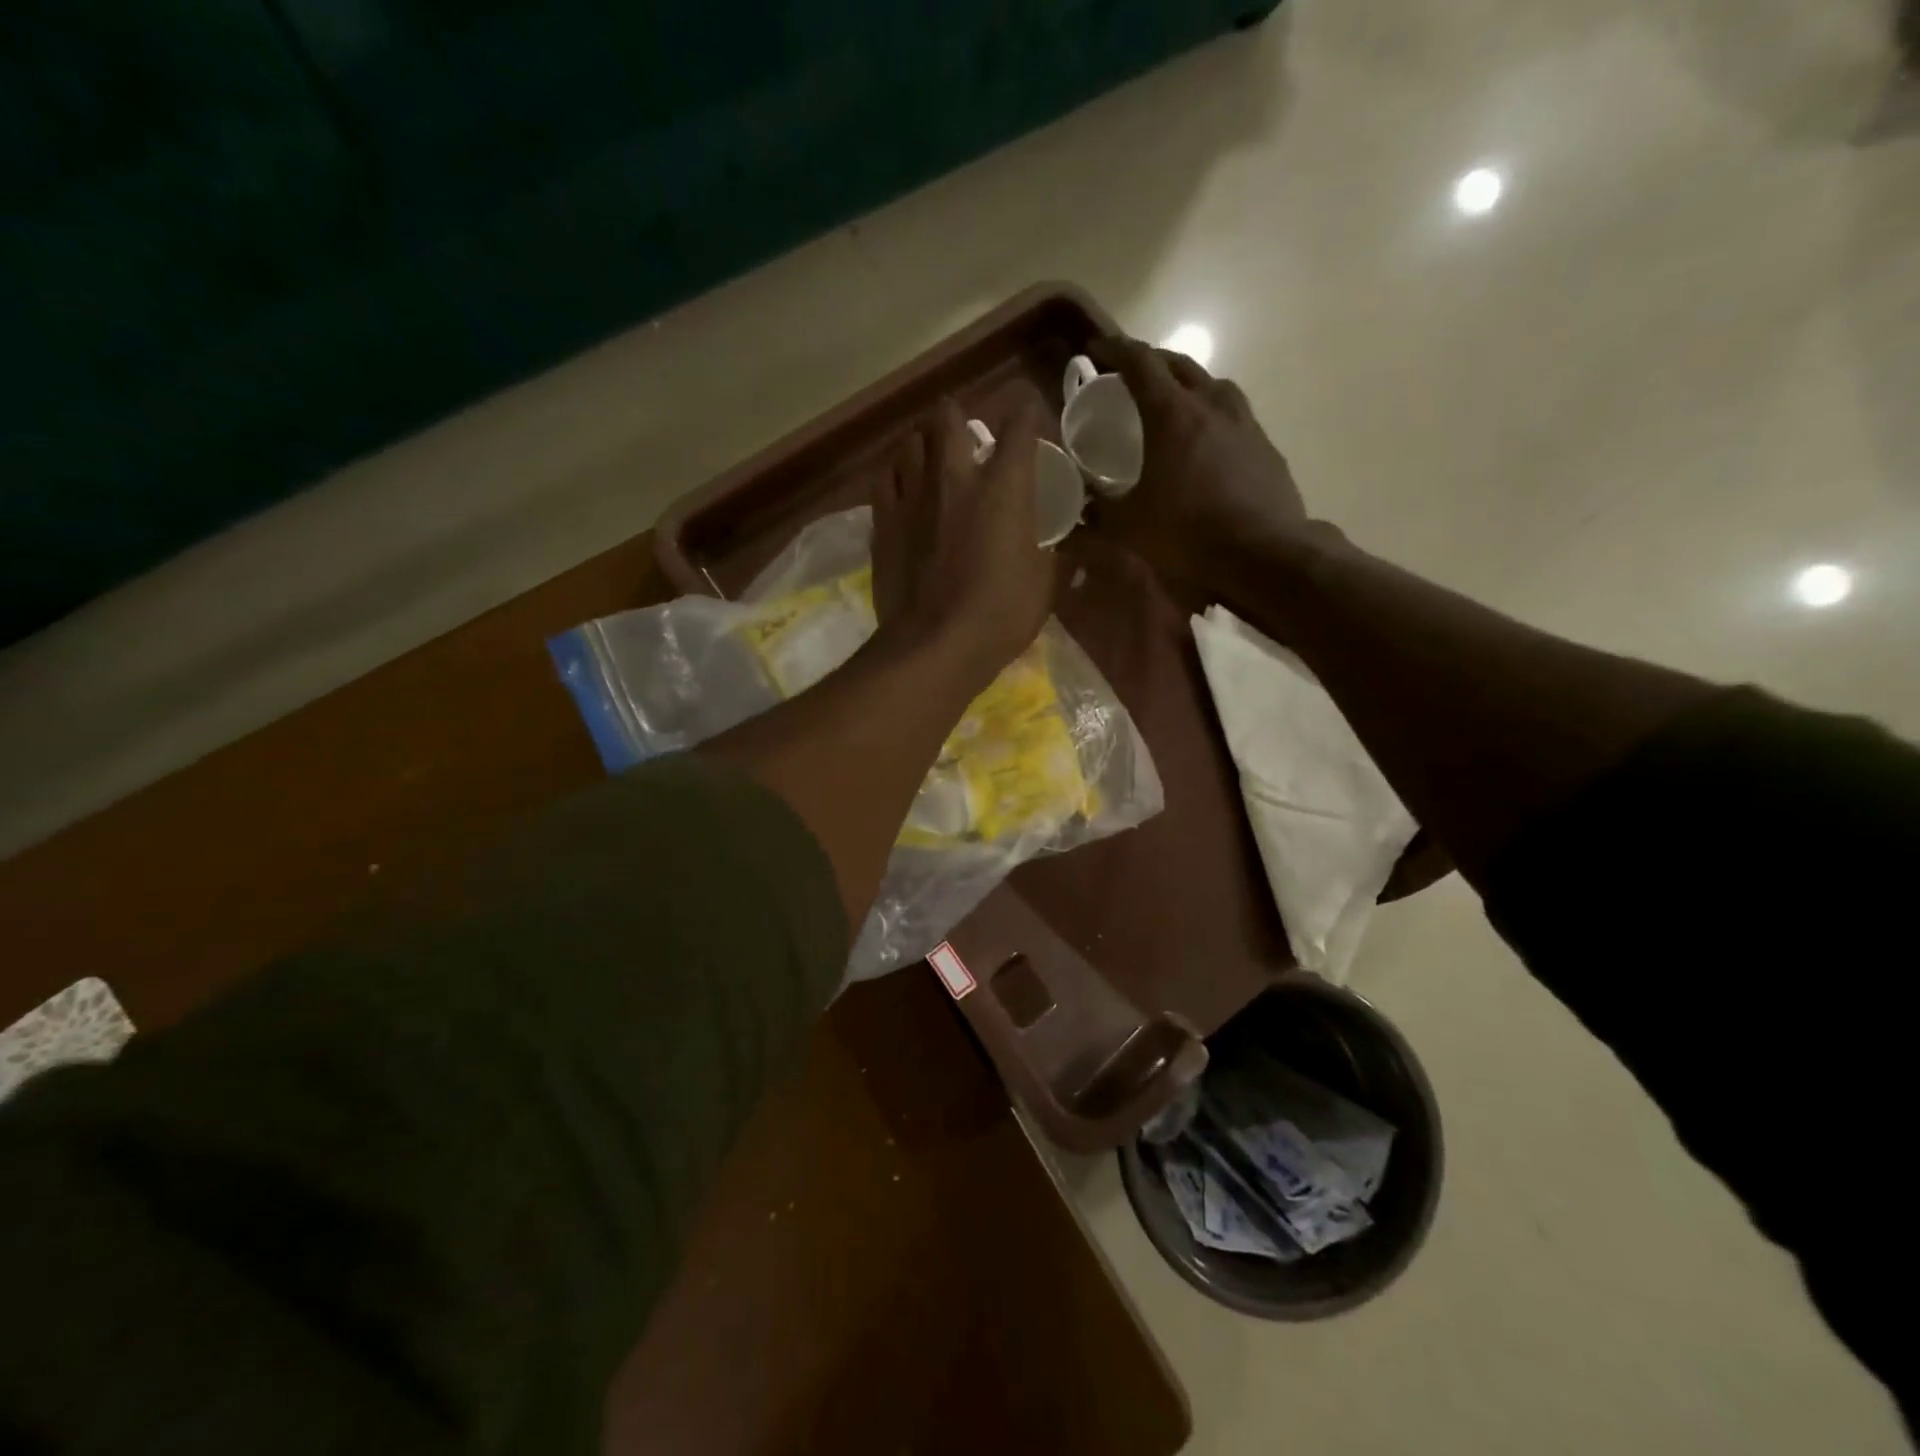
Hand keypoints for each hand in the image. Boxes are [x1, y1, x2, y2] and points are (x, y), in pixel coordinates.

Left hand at [871, 396, 1054, 680]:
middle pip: (948, 418)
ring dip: (923, 442)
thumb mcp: (1045, 589)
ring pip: (910, 442)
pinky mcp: (883, 522)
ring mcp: (913, 496)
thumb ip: (1056, 561)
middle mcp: (954, 477)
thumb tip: (1067, 556)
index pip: (1019, 426)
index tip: (1030, 416)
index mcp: (1004, 487)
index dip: (1027, 413)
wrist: (934, 645)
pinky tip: (902, 488)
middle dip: (958, 416)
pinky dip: (896, 475)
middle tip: (965, 433)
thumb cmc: (1000, 615)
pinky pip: (884, 479)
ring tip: (930, 456)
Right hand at [1084, 335, 1307, 599]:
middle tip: (1128, 374)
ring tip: (1171, 402)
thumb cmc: (1188, 533)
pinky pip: (1233, 414)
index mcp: (1172, 414)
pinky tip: (1206, 441)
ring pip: (1211, 385)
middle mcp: (1211, 405)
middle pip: (1178, 365)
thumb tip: (1077, 510)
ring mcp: (1244, 423)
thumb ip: (1098, 513)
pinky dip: (1211, 414)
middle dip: (1150, 362)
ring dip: (1186, 384)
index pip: (1140, 363)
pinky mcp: (1264, 446)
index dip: (1114, 351)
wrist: (1264, 555)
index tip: (1094, 350)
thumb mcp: (1129, 528)